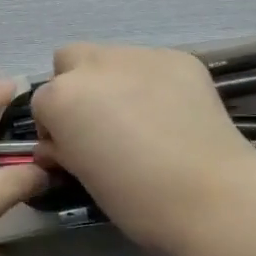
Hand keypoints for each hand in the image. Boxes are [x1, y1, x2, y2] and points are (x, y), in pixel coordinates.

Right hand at [31, 43, 255, 255]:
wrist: (213, 196)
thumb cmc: (138, 200)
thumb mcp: (84, 178)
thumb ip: (65, 150)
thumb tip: (59, 144)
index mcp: (62, 97)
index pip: (42, 103)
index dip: (55, 128)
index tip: (73, 150)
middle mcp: (94, 65)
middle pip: (69, 60)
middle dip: (76, 85)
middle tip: (100, 123)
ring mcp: (139, 55)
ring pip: (112, 58)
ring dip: (114, 81)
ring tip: (143, 117)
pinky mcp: (179, 57)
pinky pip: (152, 65)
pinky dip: (153, 83)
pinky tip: (173, 114)